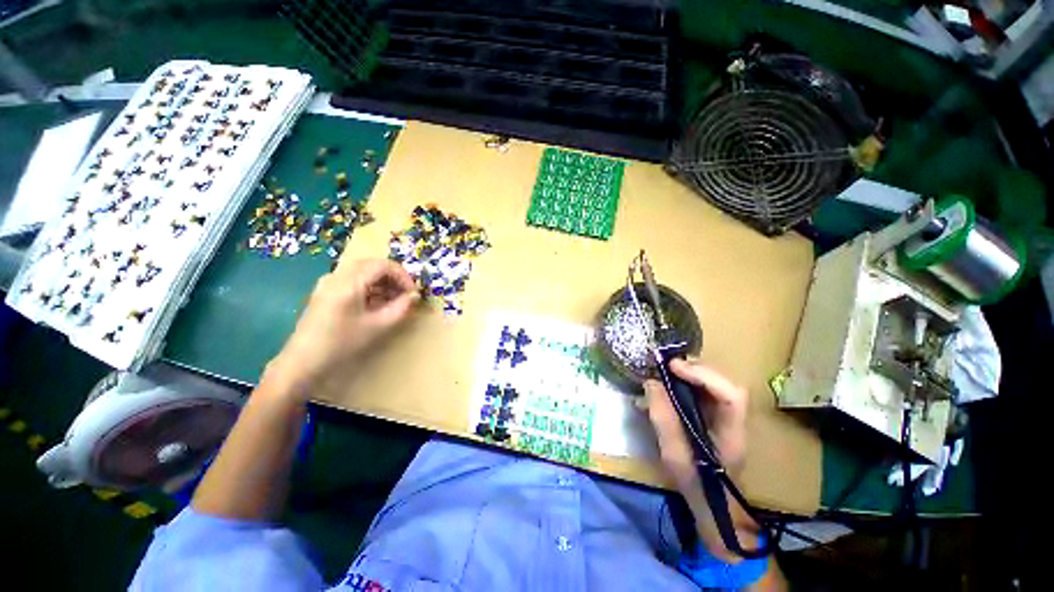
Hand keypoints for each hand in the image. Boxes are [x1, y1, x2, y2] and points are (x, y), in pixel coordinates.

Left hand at [266, 258, 418, 396]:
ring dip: (383, 282)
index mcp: (349, 282)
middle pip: (373, 265)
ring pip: (363, 271)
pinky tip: (377, 303)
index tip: (413, 293)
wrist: (304, 362)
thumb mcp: (378, 326)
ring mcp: (328, 283)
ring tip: (395, 301)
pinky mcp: (326, 291)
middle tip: (406, 294)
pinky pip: (353, 280)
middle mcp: (337, 276)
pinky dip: (370, 286)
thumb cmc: (342, 344)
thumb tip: (415, 296)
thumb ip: (401, 308)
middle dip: (394, 277)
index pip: (383, 265)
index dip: (403, 276)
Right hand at [643, 359, 748, 493]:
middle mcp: (733, 419)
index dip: (704, 376)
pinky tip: (669, 383)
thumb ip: (663, 418)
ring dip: (690, 373)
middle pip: (723, 383)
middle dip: (695, 369)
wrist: (713, 505)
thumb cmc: (696, 484)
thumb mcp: (674, 455)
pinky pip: (703, 390)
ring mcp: (726, 416)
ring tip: (666, 371)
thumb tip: (651, 383)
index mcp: (731, 433)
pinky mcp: (715, 415)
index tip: (674, 367)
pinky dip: (686, 381)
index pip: (730, 395)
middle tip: (667, 366)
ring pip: (714, 383)